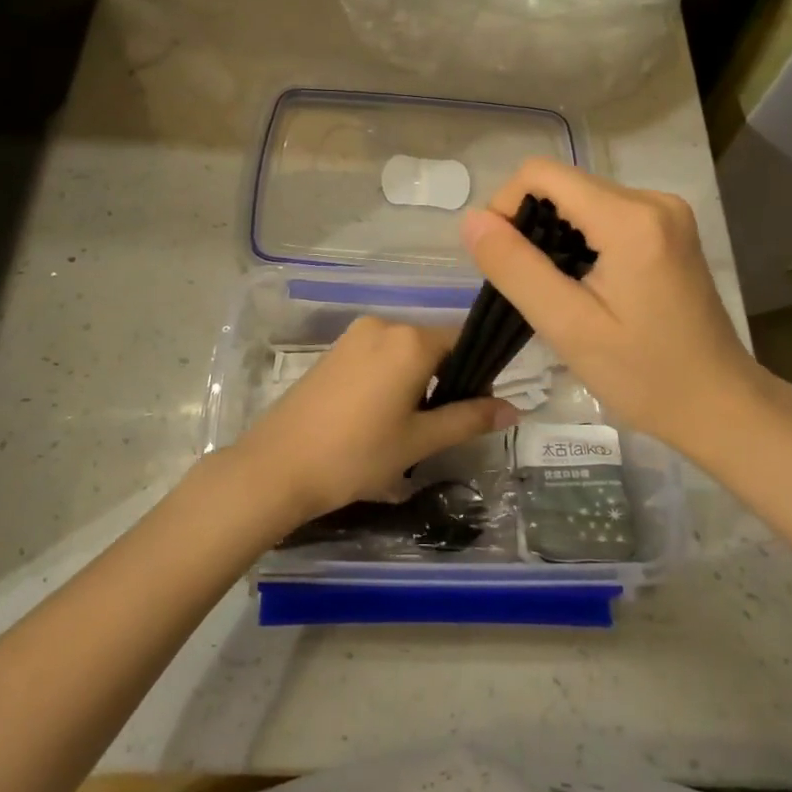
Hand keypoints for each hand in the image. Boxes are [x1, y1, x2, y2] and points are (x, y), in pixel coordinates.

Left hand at [235, 318, 517, 526]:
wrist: (277, 466)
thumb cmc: (356, 454)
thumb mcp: (419, 441)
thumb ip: (469, 419)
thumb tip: (514, 408)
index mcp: (410, 339)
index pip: (462, 341)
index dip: (477, 373)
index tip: (476, 408)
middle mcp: (383, 324)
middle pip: (432, 345)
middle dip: (445, 379)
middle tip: (440, 427)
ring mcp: (354, 336)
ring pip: (404, 352)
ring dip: (416, 381)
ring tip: (408, 427)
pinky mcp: (333, 351)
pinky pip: (377, 355)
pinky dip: (390, 378)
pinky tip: (378, 417)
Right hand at [460, 158, 775, 455]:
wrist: (719, 404)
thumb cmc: (644, 375)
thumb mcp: (568, 326)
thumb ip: (516, 267)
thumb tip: (472, 219)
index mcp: (630, 218)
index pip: (541, 174)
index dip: (506, 206)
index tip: (502, 260)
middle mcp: (653, 200)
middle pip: (563, 186)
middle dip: (531, 226)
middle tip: (532, 288)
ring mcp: (666, 213)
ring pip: (582, 200)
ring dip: (555, 236)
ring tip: (558, 292)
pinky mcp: (669, 229)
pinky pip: (606, 215)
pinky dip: (581, 241)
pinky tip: (585, 286)